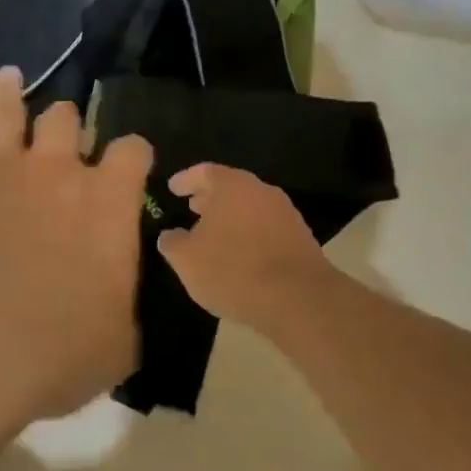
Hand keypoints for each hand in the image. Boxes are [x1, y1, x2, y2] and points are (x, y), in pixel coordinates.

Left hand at [0, 67, 153, 432]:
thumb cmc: (49, 355)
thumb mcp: (115, 348)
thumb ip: (125, 311)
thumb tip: (120, 303)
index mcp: (105, 202)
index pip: (132, 151)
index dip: (133, 154)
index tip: (129, 164)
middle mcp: (53, 169)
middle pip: (65, 118)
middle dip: (66, 123)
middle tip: (61, 132)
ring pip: (5, 108)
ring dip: (7, 92)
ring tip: (7, 78)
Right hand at [156, 164, 336, 325]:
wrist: (298, 299)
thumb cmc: (233, 270)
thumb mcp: (187, 260)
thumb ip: (172, 242)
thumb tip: (170, 236)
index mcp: (233, 185)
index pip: (204, 172)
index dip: (186, 180)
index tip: (172, 188)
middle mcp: (261, 191)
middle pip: (230, 188)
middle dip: (209, 198)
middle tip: (192, 208)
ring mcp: (285, 214)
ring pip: (249, 208)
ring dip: (230, 218)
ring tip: (213, 235)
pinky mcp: (301, 239)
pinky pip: (265, 228)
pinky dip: (249, 235)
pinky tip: (239, 255)